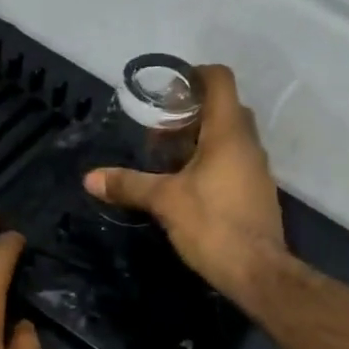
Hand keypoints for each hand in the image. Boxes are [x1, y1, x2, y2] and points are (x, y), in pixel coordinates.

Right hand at [85, 64, 288, 303]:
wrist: (258, 273)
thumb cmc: (212, 225)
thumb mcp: (164, 201)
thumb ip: (129, 185)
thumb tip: (90, 178)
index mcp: (228, 134)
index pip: (220, 81)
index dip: (195, 75)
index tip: (170, 88)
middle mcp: (248, 144)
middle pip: (224, 109)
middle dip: (191, 112)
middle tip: (160, 130)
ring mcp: (257, 169)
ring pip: (230, 138)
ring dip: (201, 139)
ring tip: (168, 159)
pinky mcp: (257, 193)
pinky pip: (234, 162)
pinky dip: (211, 161)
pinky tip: (187, 185)